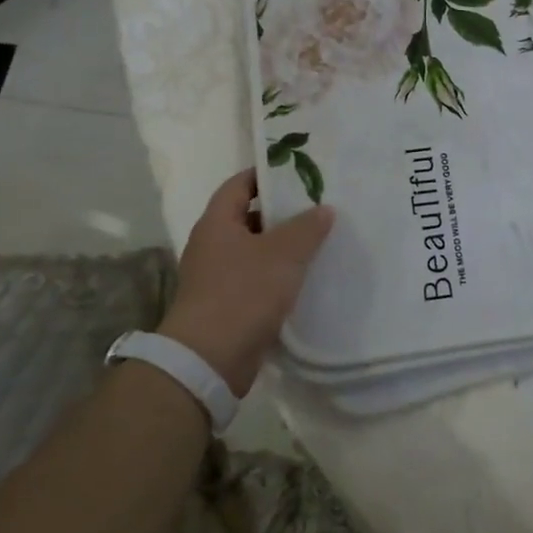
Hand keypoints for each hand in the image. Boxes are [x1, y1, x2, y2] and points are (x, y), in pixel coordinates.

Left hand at [159, 169, 333, 395]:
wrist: (209, 359)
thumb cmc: (243, 293)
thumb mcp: (283, 254)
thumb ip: (306, 227)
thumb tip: (324, 208)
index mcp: (217, 222)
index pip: (239, 184)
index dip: (266, 174)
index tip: (297, 172)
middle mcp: (212, 245)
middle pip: (248, 217)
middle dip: (281, 212)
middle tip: (317, 206)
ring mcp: (216, 277)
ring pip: (254, 251)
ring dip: (281, 247)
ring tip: (318, 241)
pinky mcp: (226, 305)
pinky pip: (255, 280)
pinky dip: (277, 276)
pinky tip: (304, 279)